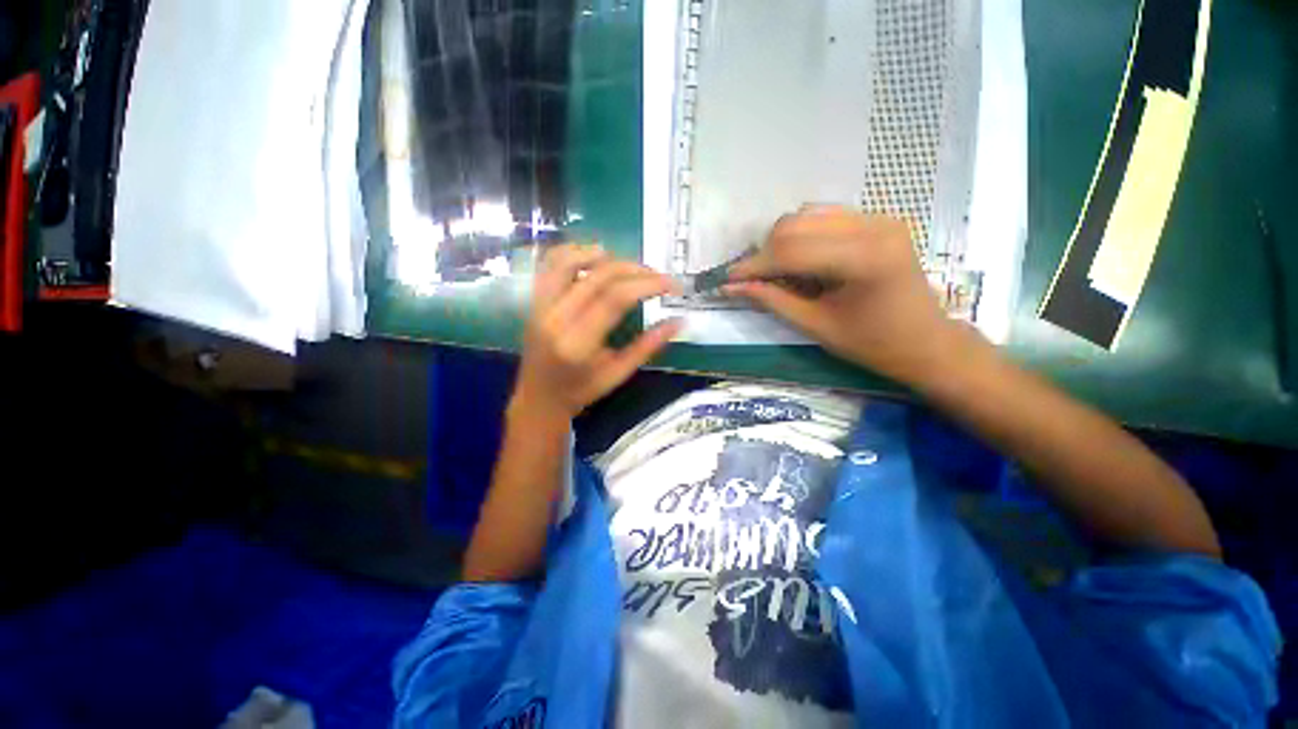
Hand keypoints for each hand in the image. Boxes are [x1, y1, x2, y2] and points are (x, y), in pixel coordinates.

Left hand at [512, 244, 682, 421]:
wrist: (539, 397)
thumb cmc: (582, 390)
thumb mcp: (619, 374)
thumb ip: (648, 346)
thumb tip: (679, 321)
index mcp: (578, 343)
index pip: (615, 299)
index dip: (647, 285)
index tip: (672, 285)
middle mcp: (555, 318)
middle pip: (598, 276)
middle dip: (635, 270)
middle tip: (658, 276)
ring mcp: (540, 306)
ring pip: (568, 261)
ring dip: (602, 255)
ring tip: (628, 263)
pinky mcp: (534, 301)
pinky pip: (549, 264)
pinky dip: (573, 253)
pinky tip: (594, 257)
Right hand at [726, 208, 963, 385]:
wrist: (926, 341)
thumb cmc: (873, 344)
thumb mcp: (816, 326)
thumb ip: (772, 300)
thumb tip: (732, 287)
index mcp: (863, 258)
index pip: (791, 250)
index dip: (753, 265)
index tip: (728, 280)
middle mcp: (873, 226)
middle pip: (795, 224)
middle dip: (765, 253)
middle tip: (754, 281)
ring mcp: (878, 218)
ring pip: (806, 214)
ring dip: (782, 242)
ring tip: (778, 272)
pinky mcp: (877, 220)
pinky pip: (824, 217)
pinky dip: (802, 236)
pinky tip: (801, 261)